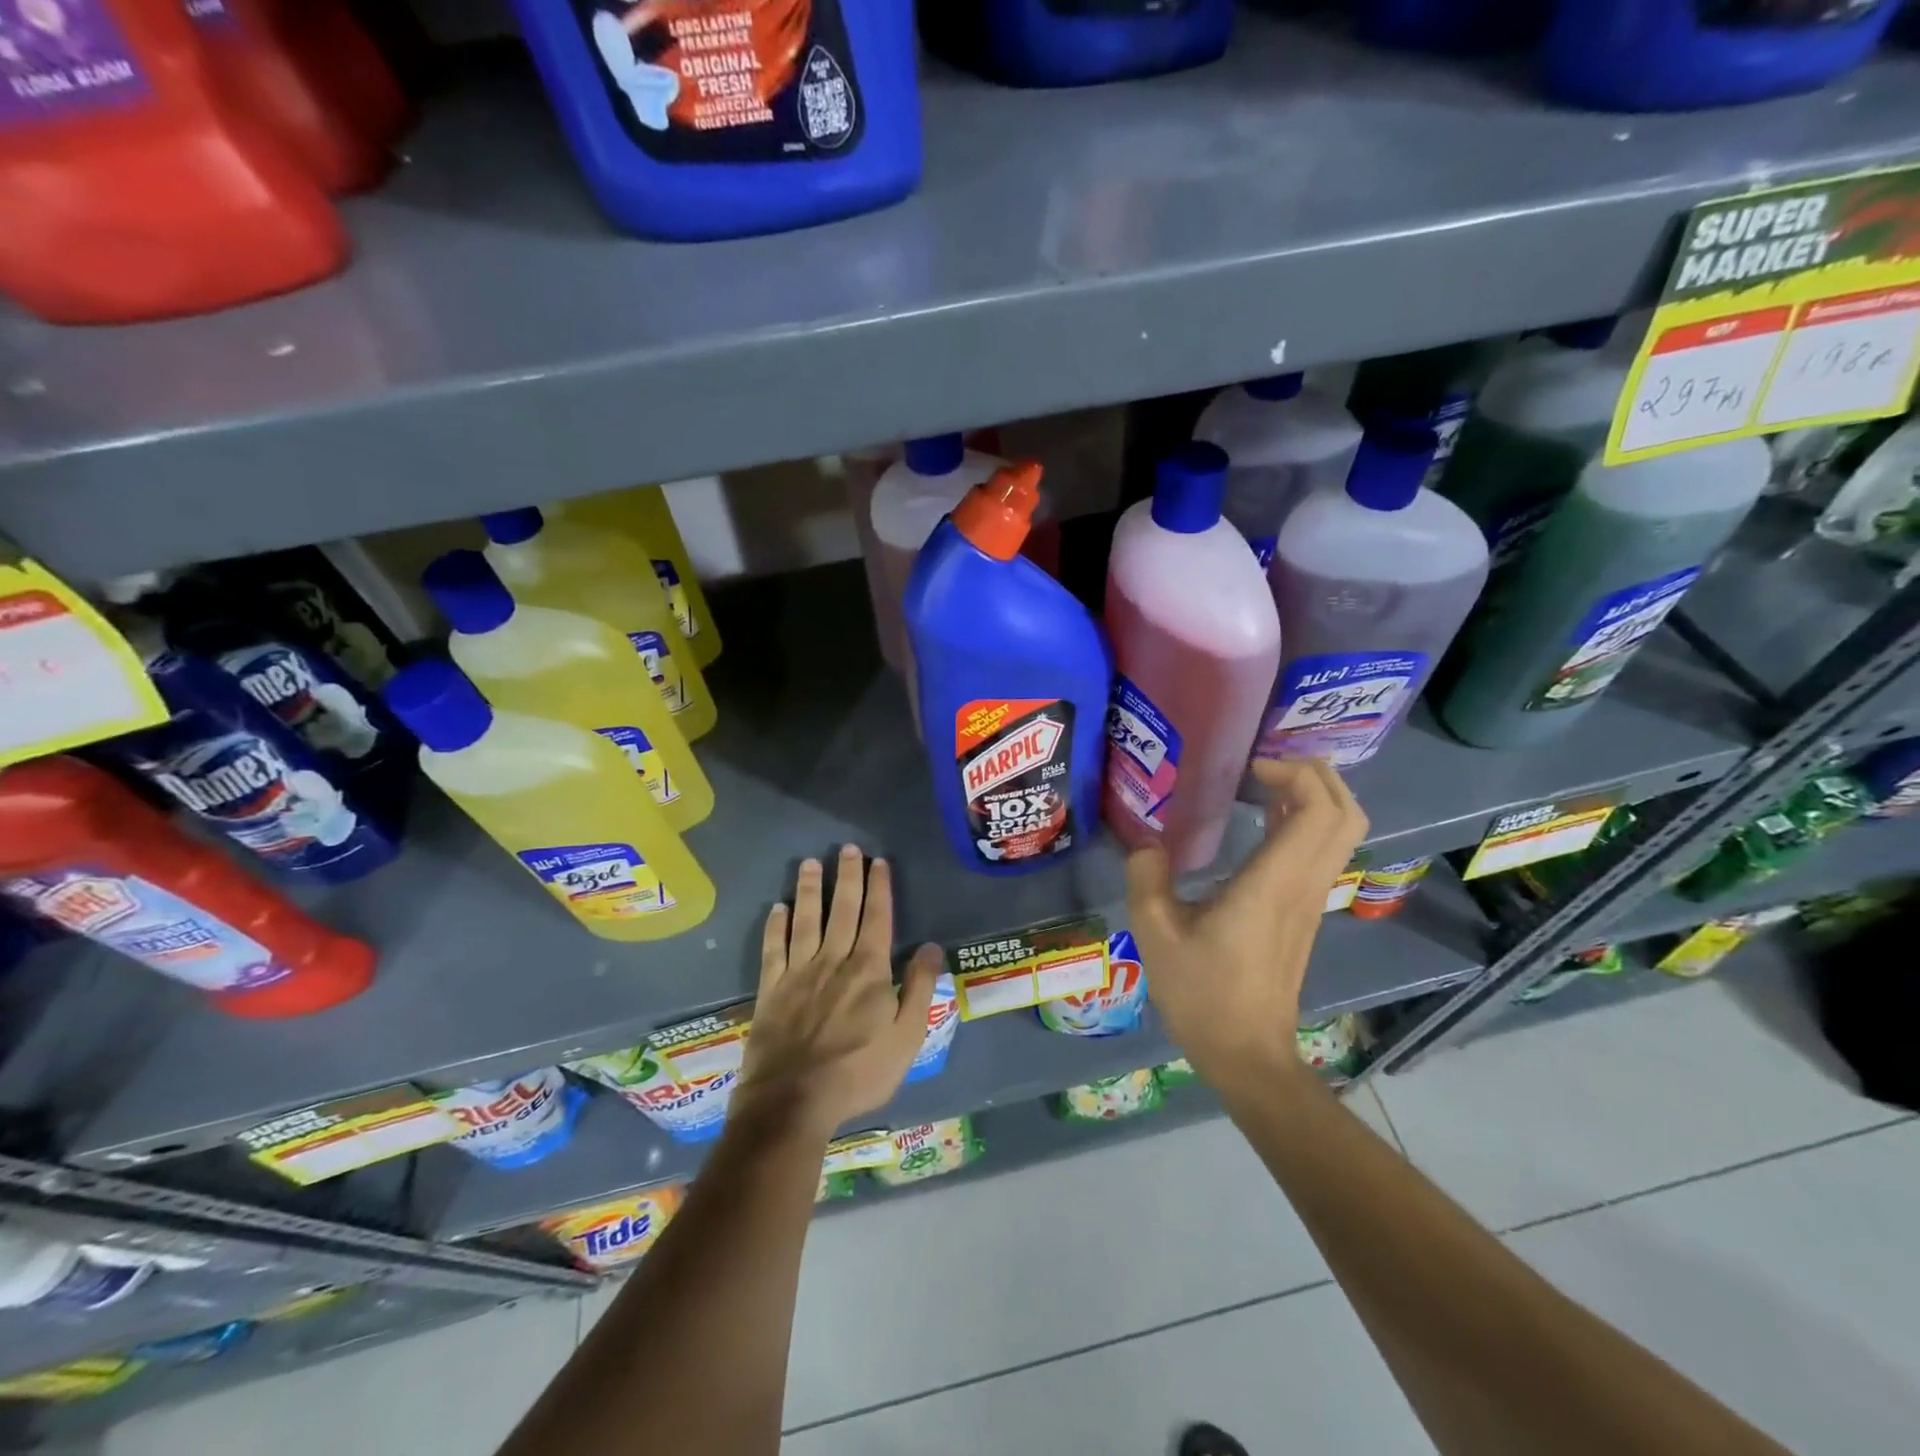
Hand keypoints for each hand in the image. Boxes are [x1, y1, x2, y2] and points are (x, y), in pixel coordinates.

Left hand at [735, 845, 943, 1139]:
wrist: (793, 1102)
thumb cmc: (858, 1073)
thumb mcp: (906, 1038)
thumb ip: (919, 989)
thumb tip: (933, 946)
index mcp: (869, 970)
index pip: (877, 918)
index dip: (879, 888)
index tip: (878, 862)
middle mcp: (833, 961)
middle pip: (841, 909)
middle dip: (846, 877)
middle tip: (846, 848)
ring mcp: (798, 973)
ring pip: (805, 921)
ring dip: (808, 890)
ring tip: (809, 863)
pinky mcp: (771, 990)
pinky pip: (773, 949)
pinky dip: (775, 926)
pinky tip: (777, 909)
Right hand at [1125, 758, 1367, 1086]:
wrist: (1248, 1054)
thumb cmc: (1203, 995)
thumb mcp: (1156, 935)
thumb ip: (1146, 879)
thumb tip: (1147, 845)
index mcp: (1274, 883)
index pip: (1318, 810)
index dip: (1295, 773)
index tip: (1249, 769)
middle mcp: (1304, 884)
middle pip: (1346, 812)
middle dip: (1316, 774)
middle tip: (1265, 765)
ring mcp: (1311, 899)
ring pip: (1341, 831)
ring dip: (1314, 796)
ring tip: (1262, 783)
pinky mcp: (1306, 912)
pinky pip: (1322, 851)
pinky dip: (1305, 822)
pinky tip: (1261, 822)